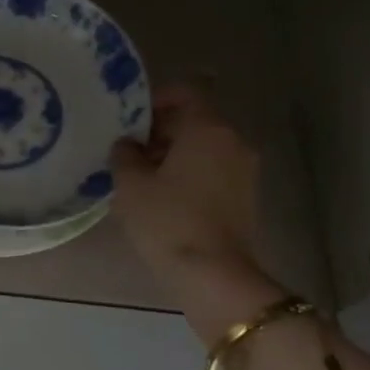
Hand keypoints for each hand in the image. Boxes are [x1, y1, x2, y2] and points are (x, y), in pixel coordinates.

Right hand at [110, 86, 286, 344]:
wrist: (213, 276)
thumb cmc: (168, 221)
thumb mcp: (130, 184)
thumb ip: (124, 153)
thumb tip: (127, 145)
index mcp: (208, 128)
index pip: (184, 94)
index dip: (154, 100)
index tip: (129, 119)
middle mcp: (233, 141)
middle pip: (195, 121)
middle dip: (160, 130)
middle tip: (128, 149)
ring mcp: (244, 170)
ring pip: (204, 147)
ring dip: (174, 154)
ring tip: (141, 175)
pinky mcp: (245, 197)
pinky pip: (213, 170)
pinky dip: (190, 173)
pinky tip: (163, 196)